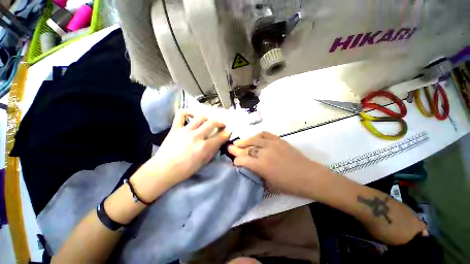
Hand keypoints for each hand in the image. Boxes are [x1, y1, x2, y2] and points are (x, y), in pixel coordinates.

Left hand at [134, 110, 230, 201]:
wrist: (164, 170)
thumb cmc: (185, 170)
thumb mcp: (203, 163)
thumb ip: (212, 151)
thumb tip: (218, 142)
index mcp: (204, 147)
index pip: (220, 136)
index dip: (227, 133)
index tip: (228, 131)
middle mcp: (196, 136)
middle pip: (212, 123)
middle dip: (220, 122)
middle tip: (221, 124)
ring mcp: (185, 130)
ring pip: (200, 117)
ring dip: (208, 117)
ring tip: (209, 120)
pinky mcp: (175, 128)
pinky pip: (181, 115)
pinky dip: (187, 112)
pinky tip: (192, 114)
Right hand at [228, 132, 329, 196]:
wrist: (308, 176)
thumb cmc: (289, 185)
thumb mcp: (269, 184)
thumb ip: (257, 175)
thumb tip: (249, 168)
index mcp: (261, 166)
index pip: (243, 160)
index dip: (236, 161)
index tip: (234, 161)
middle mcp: (264, 153)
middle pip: (246, 149)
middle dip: (236, 149)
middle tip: (230, 147)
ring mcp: (272, 144)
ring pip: (254, 139)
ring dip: (244, 140)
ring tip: (238, 142)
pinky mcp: (279, 140)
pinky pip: (265, 134)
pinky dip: (257, 135)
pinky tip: (253, 137)